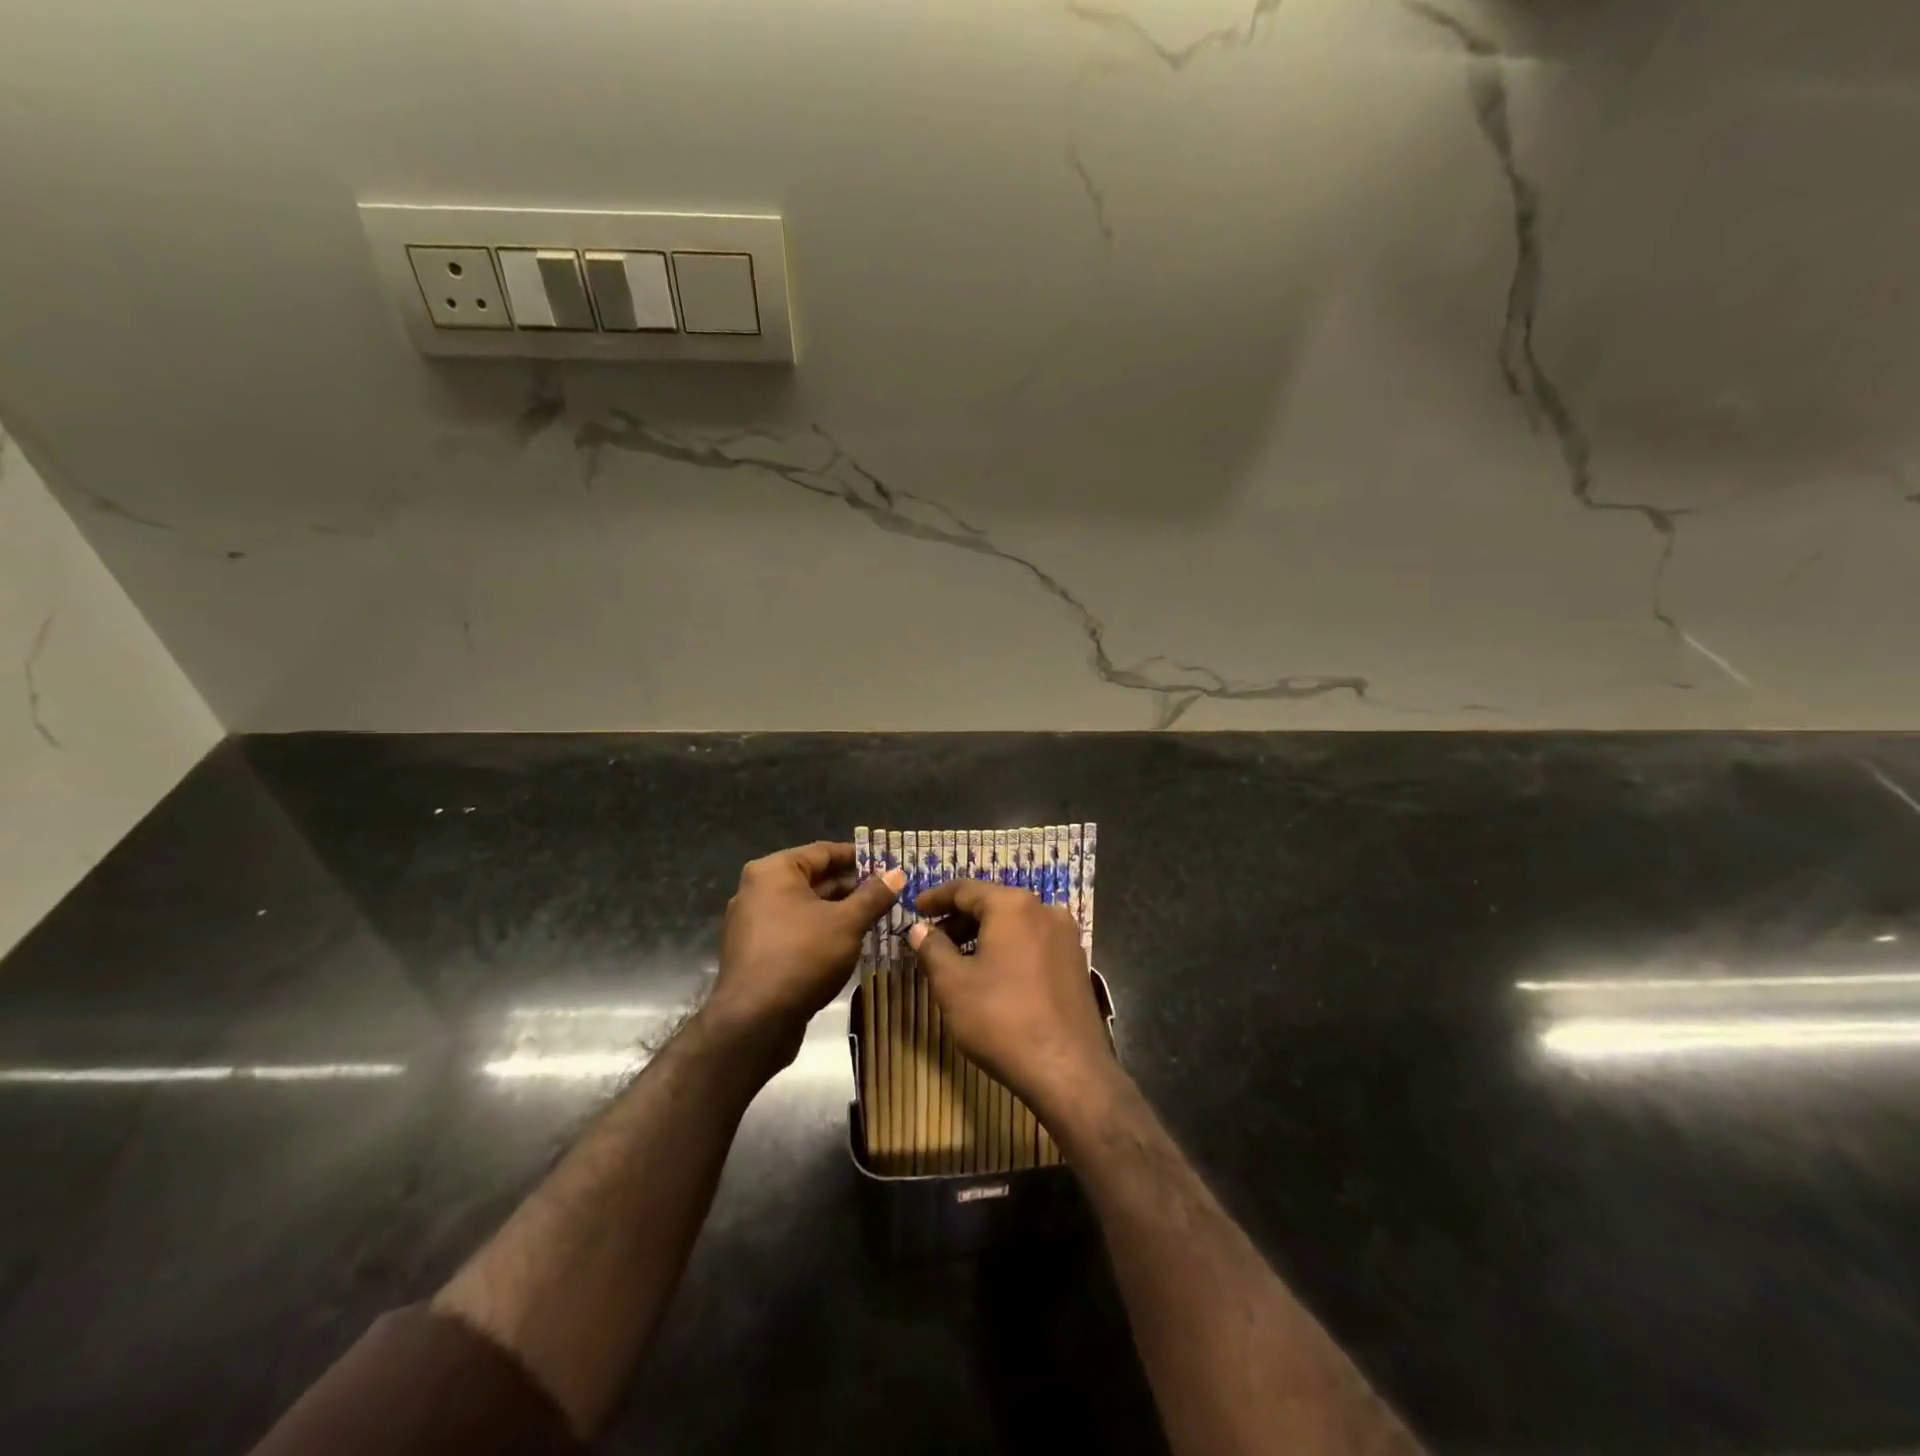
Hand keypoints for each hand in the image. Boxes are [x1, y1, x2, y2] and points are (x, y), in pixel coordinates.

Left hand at [709, 842, 904, 1060]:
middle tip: (890, 893)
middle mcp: (757, 890)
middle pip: (814, 879)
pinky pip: (795, 931)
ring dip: (840, 912)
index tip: (889, 863)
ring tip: (878, 918)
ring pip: (806, 908)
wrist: (754, 1023)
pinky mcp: (756, 953)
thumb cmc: (802, 957)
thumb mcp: (847, 923)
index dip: (859, 857)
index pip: (824, 851)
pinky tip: (850, 943)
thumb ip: (873, 895)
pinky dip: (821, 932)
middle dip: (852, 887)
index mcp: (774, 871)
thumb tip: (897, 873)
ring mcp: (753, 923)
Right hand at [908, 878, 1117, 1124]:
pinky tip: (992, 976)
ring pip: (1014, 924)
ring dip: (983, 936)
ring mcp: (1066, 937)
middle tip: (932, 940)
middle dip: (959, 920)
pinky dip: (1007, 949)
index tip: (915, 909)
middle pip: (993, 904)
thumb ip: (932, 949)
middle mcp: (1044, 910)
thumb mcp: (953, 984)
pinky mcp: (1076, 963)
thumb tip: (919, 929)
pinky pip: (1033, 943)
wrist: (1068, 1070)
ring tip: (958, 961)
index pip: (966, 889)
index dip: (936, 897)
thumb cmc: (1001, 1019)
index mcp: (1013, 905)